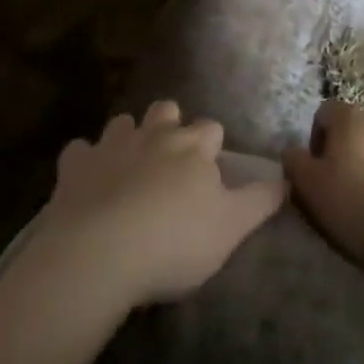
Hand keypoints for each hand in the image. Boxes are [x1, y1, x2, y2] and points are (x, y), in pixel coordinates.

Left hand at [33, 100, 286, 308]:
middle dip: (170, 126)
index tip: (210, 172)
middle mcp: (155, 134)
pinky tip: (85, 181)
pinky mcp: (76, 165)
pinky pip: (79, 150)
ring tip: (128, 167)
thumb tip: (286, 178)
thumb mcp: (230, 229)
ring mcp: (113, 145)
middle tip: (169, 162)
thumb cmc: (173, 242)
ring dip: (128, 138)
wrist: (100, 254)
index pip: (211, 129)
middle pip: (167, 110)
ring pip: (123, 122)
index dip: (212, 147)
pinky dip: (84, 161)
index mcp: (193, 147)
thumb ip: (260, 201)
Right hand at [282, 101, 363, 274]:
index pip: (324, 113)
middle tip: (345, 188)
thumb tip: (291, 151)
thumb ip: (295, 164)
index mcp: (350, 116)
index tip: (320, 174)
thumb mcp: (313, 190)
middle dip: (348, 151)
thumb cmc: (360, 205)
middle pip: (356, 126)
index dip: (317, 141)